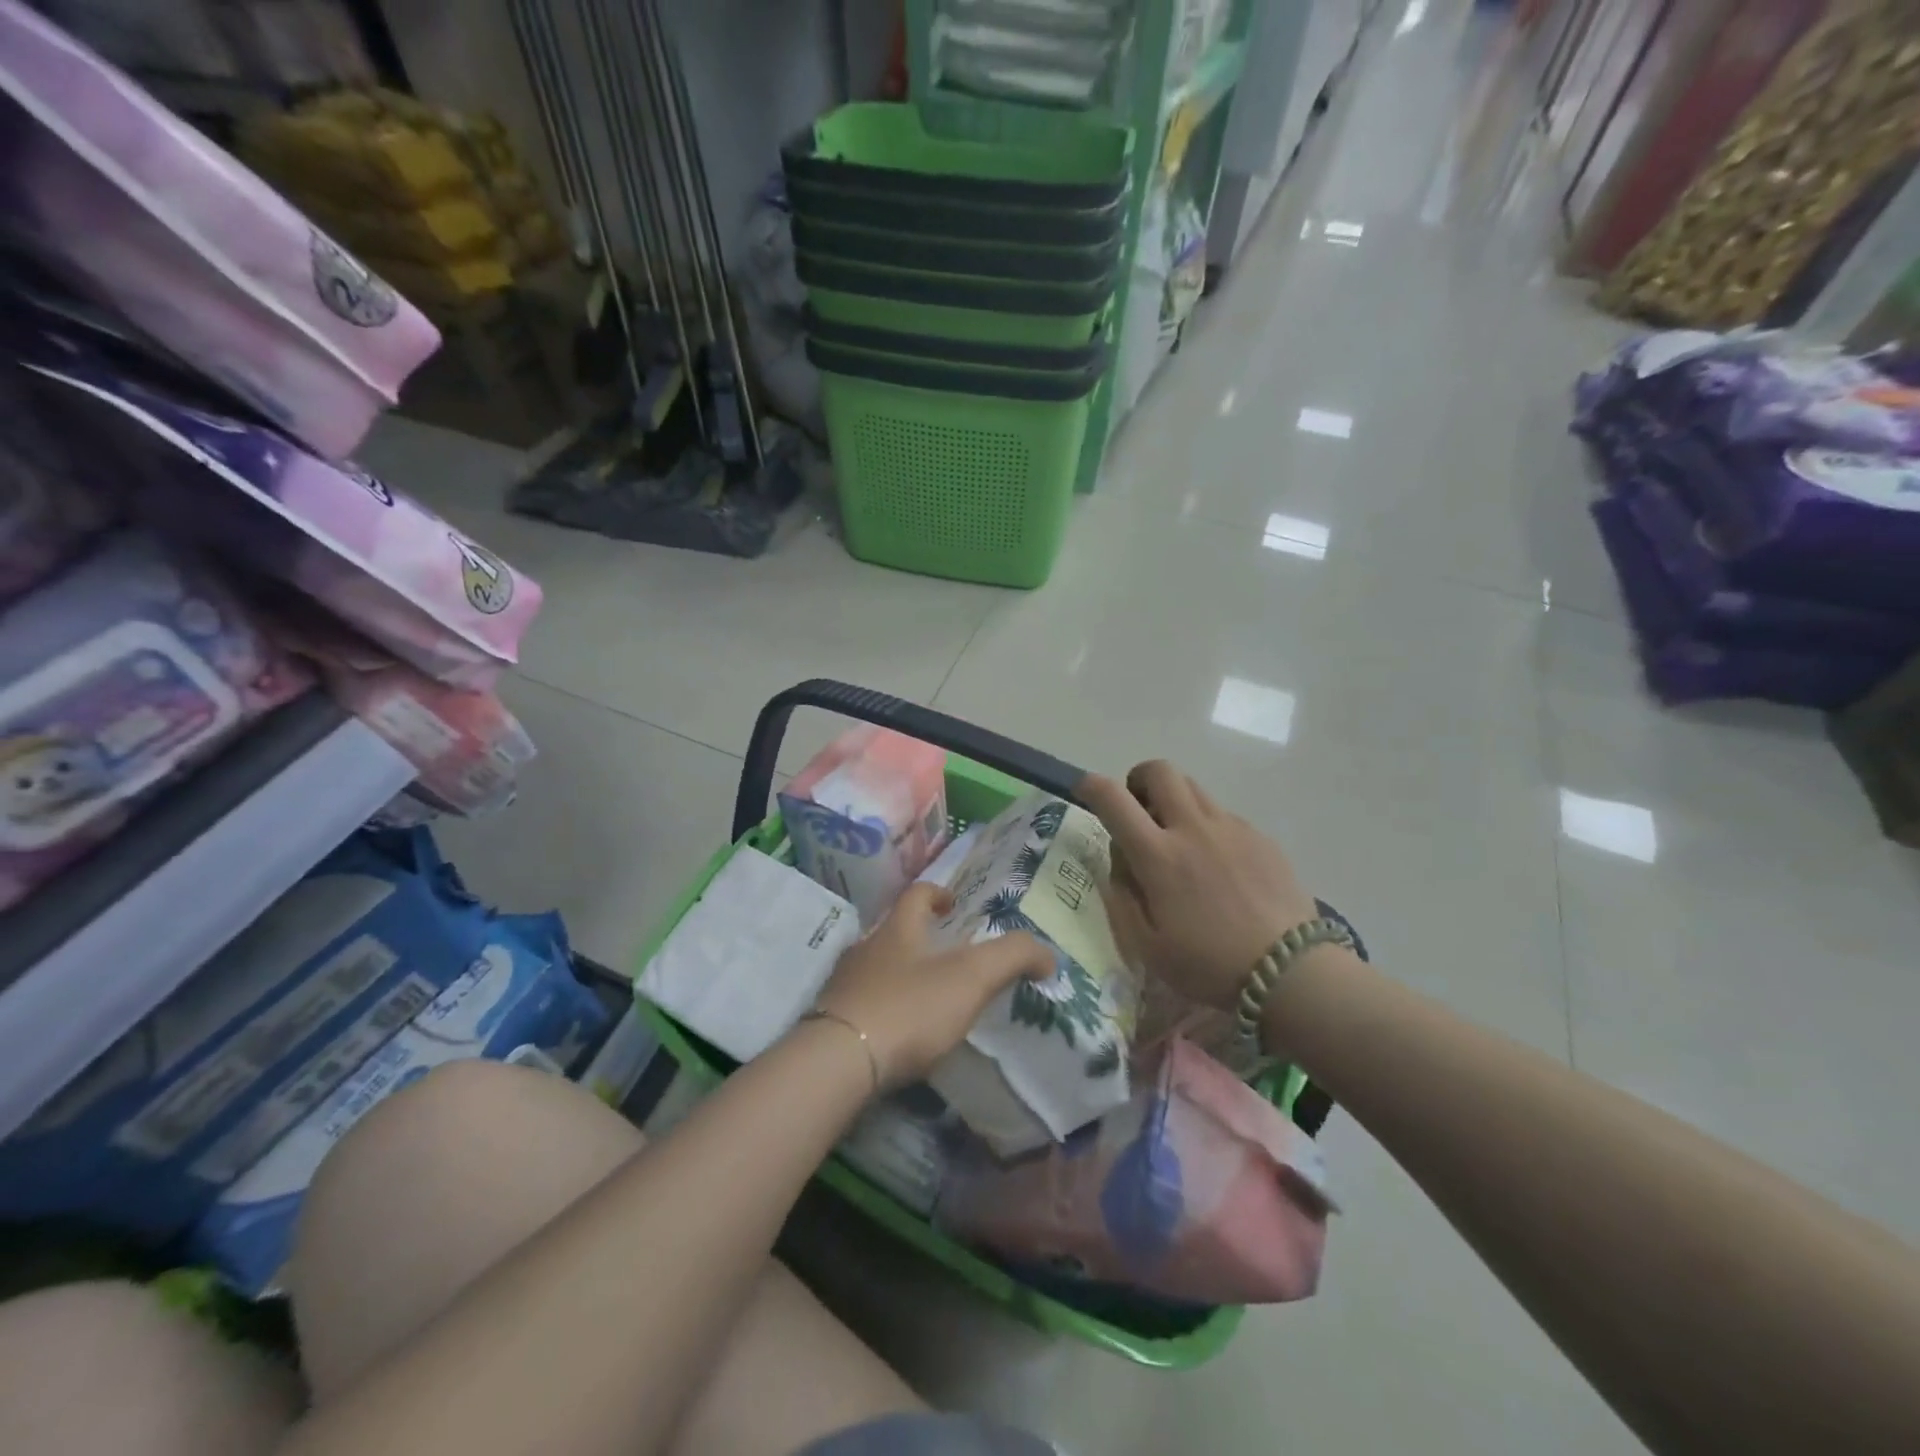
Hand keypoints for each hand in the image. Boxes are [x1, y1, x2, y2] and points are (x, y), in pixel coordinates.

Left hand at [813, 882, 1053, 1088]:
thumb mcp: (971, 978)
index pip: (916, 895)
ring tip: (925, 996)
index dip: (937, 893)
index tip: (953, 904)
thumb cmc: (909, 1008)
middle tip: (946, 956)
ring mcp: (842, 984)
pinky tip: (896, 1032)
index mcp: (898, 930)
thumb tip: (1048, 953)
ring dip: (899, 973)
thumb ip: (1012, 958)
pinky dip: (882, 1007)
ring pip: (875, 967)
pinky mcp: (829, 1020)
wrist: (838, 1061)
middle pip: (893, 931)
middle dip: (919, 937)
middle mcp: (866, 948)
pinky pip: (861, 1002)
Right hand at [1080, 762, 1319, 1011]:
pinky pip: (1223, 814)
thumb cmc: (1209, 964)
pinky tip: (1217, 864)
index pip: (1113, 798)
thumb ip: (1122, 897)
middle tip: (1138, 809)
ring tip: (1177, 837)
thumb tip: (1118, 861)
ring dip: (1173, 799)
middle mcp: (1192, 828)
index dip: (1091, 786)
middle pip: (1159, 771)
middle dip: (1138, 779)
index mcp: (1158, 855)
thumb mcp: (1147, 946)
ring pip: (1193, 788)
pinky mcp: (1260, 836)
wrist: (1290, 972)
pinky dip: (1206, 825)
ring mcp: (1231, 828)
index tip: (1085, 790)